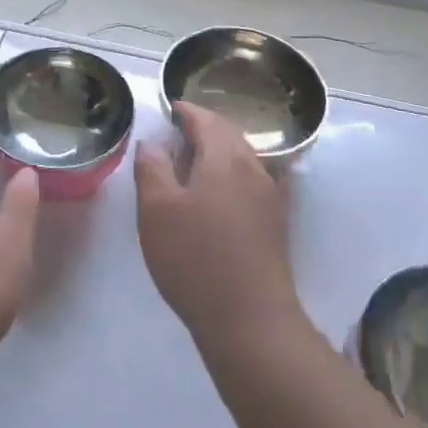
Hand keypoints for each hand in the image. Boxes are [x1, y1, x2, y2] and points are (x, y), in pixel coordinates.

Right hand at [135, 102, 302, 355]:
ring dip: (219, 149)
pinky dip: (234, 171)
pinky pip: (252, 179)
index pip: (205, 119)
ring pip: (243, 156)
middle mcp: (253, 167)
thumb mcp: (157, 211)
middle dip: (204, 126)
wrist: (251, 320)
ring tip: (194, 158)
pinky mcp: (276, 221)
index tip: (169, 107)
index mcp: (225, 157)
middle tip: (178, 130)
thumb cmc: (196, 259)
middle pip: (228, 133)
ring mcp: (270, 194)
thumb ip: (152, 168)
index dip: (186, 110)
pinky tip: (223, 188)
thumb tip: (152, 142)